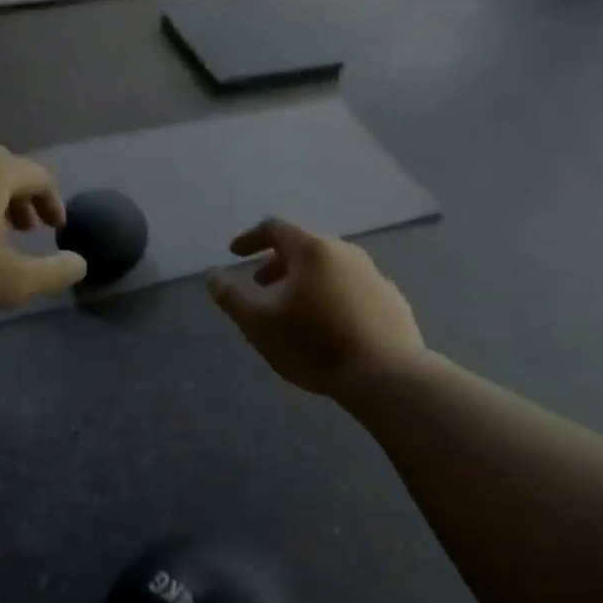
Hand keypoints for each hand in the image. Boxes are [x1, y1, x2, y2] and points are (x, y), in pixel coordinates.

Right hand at [207, 219, 423, 396]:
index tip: (235, 254)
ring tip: (292, 308)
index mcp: (312, 250)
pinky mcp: (391, 299)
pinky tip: (328, 324)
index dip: (250, 239)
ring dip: (304, 280)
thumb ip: (231, 297)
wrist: (385, 374)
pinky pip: (351, 287)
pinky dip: (330, 295)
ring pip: (330, 267)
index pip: (275, 228)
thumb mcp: (259, 324)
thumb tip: (212, 275)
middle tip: (260, 284)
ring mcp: (373, 275)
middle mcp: (346, 252)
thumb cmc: (314, 345)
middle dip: (276, 262)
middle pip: (304, 247)